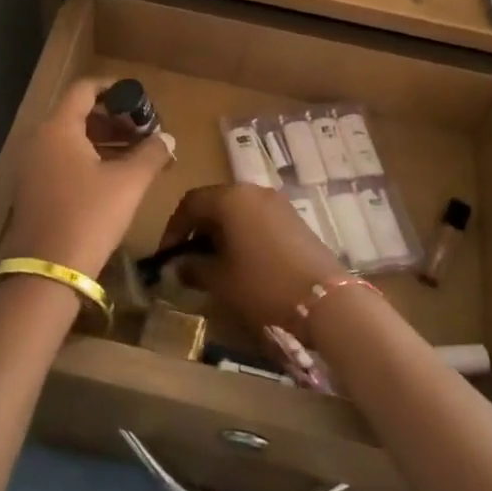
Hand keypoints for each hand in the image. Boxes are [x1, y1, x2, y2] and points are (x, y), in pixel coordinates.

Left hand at [3, 78, 173, 279]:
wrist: (48, 272)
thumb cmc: (89, 215)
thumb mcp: (128, 182)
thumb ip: (151, 154)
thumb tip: (168, 138)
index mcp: (59, 128)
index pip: (84, 89)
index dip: (113, 88)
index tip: (137, 96)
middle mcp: (40, 141)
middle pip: (78, 114)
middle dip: (114, 118)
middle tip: (143, 130)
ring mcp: (33, 167)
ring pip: (71, 140)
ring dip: (104, 140)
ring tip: (137, 154)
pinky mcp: (33, 191)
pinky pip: (63, 161)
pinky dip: (89, 159)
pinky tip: (114, 177)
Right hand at [156, 184, 347, 336]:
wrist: (325, 299)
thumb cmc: (263, 284)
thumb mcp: (220, 280)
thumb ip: (193, 267)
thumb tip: (178, 265)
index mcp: (231, 198)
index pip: (191, 202)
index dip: (173, 228)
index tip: (166, 255)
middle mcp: (253, 191)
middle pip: (215, 203)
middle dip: (198, 230)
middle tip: (188, 260)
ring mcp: (277, 203)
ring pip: (237, 211)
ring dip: (220, 234)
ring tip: (214, 265)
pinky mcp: (294, 219)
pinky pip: (257, 220)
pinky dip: (243, 236)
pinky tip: (242, 264)